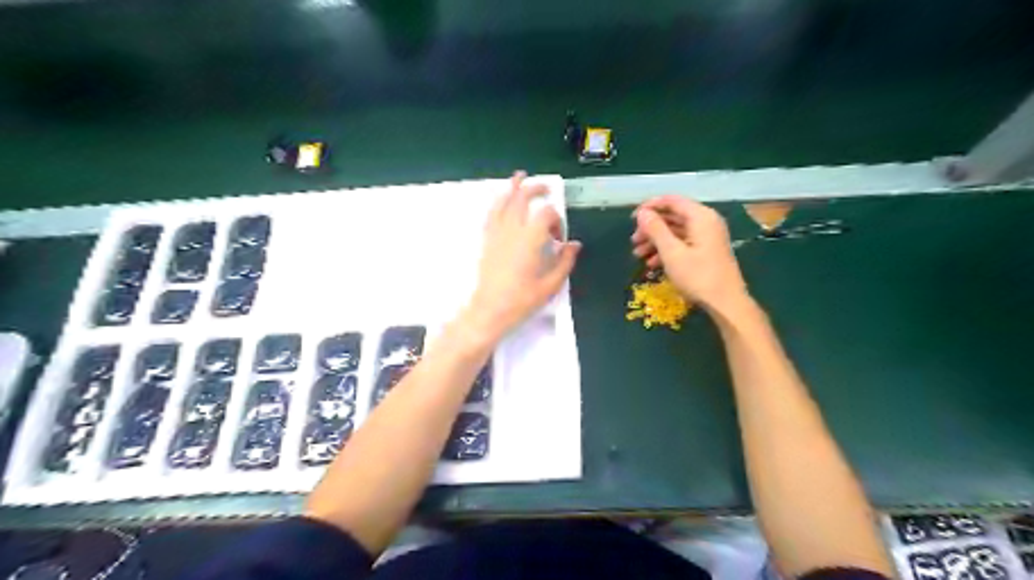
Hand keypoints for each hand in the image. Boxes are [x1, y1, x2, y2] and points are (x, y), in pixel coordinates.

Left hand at [463, 173, 576, 338]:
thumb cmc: (522, 300)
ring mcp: (496, 233)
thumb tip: (574, 244)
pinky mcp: (487, 241)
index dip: (557, 221)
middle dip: (536, 190)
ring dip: (513, 188)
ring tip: (520, 177)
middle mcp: (512, 230)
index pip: (546, 214)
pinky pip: (491, 214)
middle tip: (546, 189)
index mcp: (531, 239)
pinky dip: (498, 203)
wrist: (490, 310)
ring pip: (503, 202)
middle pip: (523, 199)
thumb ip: (565, 261)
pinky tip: (501, 201)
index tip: (559, 239)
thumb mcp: (551, 285)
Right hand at [630, 194, 751, 312]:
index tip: (632, 219)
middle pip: (673, 216)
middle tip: (633, 241)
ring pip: (676, 231)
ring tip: (638, 255)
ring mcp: (707, 236)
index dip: (650, 206)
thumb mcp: (672, 253)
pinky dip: (667, 250)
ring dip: (656, 241)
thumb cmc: (698, 276)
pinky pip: (682, 242)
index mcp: (700, 217)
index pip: (671, 200)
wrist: (725, 303)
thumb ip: (656, 230)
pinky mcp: (706, 250)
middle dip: (651, 228)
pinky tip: (652, 264)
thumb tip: (642, 213)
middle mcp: (706, 221)